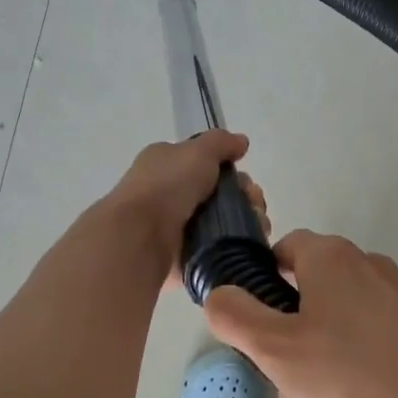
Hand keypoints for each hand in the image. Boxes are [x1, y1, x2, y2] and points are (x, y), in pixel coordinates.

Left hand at [101, 131, 269, 282]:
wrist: (140, 236)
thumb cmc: (167, 186)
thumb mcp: (196, 151)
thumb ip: (221, 143)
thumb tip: (241, 142)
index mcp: (167, 164)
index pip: (207, 164)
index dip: (232, 171)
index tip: (246, 181)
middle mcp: (171, 193)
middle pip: (221, 194)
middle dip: (246, 198)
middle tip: (254, 206)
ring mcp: (178, 226)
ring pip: (224, 222)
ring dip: (246, 222)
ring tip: (257, 228)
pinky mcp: (185, 255)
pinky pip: (217, 248)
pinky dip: (235, 246)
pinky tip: (246, 245)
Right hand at [203, 230, 397, 397]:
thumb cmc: (353, 376)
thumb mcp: (275, 350)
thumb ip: (236, 315)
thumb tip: (221, 293)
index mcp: (331, 260)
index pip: (286, 249)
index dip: (265, 286)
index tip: (262, 331)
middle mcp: (372, 266)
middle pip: (318, 300)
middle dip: (299, 350)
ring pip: (352, 333)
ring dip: (333, 374)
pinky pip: (391, 349)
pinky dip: (374, 377)